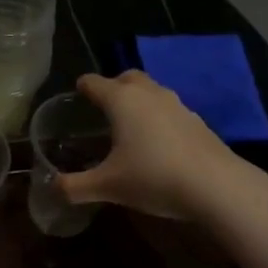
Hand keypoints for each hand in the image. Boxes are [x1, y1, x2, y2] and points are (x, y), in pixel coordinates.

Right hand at [55, 70, 241, 221]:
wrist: (216, 186)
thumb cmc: (153, 178)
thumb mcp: (107, 186)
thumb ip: (74, 186)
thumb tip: (51, 188)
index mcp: (121, 100)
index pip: (94, 83)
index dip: (81, 88)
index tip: (75, 97)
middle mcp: (149, 94)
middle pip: (127, 78)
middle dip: (112, 87)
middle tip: (102, 108)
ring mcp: (177, 105)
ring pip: (152, 92)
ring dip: (138, 101)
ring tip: (128, 126)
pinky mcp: (197, 121)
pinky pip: (170, 110)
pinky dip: (158, 118)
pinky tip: (157, 144)